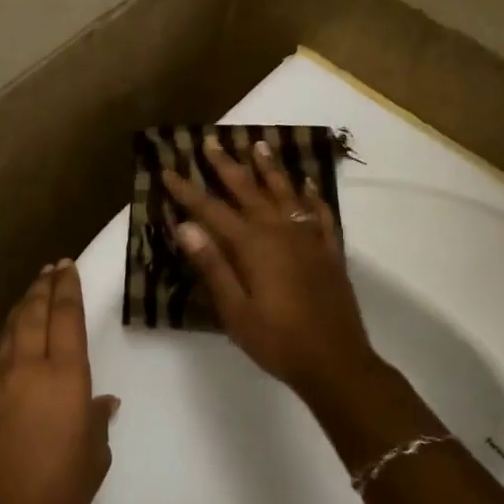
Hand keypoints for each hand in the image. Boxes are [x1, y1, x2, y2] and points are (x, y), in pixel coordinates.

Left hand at [0, 260, 117, 503]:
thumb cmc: (56, 495)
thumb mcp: (94, 459)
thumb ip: (97, 422)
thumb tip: (101, 403)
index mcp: (64, 378)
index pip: (66, 318)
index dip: (67, 289)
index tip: (66, 267)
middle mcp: (25, 369)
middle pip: (32, 313)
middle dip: (42, 287)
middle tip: (50, 269)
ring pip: (8, 332)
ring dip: (21, 309)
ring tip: (31, 295)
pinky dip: (6, 346)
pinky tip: (11, 351)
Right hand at [161, 138, 376, 402]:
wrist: (336, 361)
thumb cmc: (277, 341)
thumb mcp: (234, 311)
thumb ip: (212, 266)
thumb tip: (185, 226)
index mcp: (253, 246)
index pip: (211, 210)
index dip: (188, 190)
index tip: (168, 170)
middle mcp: (281, 232)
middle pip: (249, 191)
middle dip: (226, 166)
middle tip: (210, 142)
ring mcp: (309, 239)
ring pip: (286, 193)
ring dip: (270, 168)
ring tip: (258, 145)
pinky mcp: (329, 251)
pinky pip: (320, 214)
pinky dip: (312, 196)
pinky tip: (308, 185)